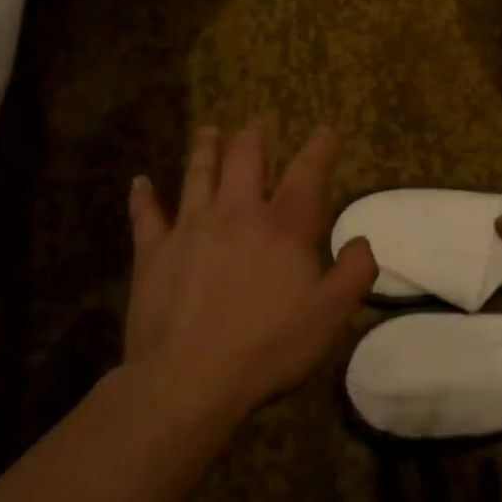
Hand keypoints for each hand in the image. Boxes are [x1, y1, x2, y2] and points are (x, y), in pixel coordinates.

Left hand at [123, 120, 378, 417]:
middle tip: (258, 122)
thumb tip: (361, 240)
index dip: (319, 148)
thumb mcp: (331, 315)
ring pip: (198, 174)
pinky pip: (146, 215)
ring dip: (206, 149)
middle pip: (245, 159)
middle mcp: (236, 213)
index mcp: (283, 226)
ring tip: (209, 130)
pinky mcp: (153, 252)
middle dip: (255, 137)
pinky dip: (143, 196)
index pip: (306, 173)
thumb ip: (355, 272)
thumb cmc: (268, 346)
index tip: (326, 130)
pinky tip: (140, 181)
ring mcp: (190, 228)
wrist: (189, 379)